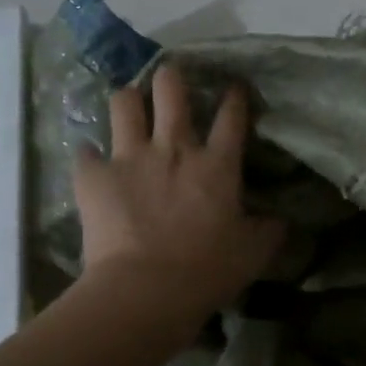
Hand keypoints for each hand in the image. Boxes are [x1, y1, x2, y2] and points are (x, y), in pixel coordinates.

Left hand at [72, 62, 283, 312]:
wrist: (146, 288)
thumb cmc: (208, 269)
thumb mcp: (254, 252)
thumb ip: (269, 230)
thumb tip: (280, 220)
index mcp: (217, 164)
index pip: (231, 115)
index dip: (235, 96)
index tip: (234, 87)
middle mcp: (174, 147)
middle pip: (171, 89)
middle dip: (171, 78)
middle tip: (171, 82)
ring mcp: (129, 157)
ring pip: (123, 103)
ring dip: (128, 101)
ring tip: (130, 108)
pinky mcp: (93, 176)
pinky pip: (85, 150)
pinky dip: (90, 155)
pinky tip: (94, 163)